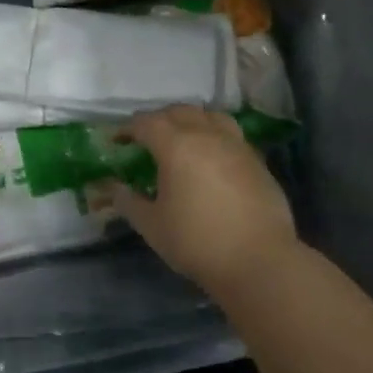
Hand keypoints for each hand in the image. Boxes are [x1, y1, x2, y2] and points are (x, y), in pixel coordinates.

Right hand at [104, 105, 300, 296]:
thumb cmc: (197, 242)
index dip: (128, 128)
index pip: (147, 123)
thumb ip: (128, 202)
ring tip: (182, 139)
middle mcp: (207, 136)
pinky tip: (211, 159)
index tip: (117, 140)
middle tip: (146, 138)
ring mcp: (237, 146)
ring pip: (210, 117)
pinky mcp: (257, 161)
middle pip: (180, 112)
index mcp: (176, 146)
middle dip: (159, 119)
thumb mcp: (152, 225)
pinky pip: (231, 135)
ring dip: (191, 121)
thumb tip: (112, 189)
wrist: (259, 261)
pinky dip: (214, 137)